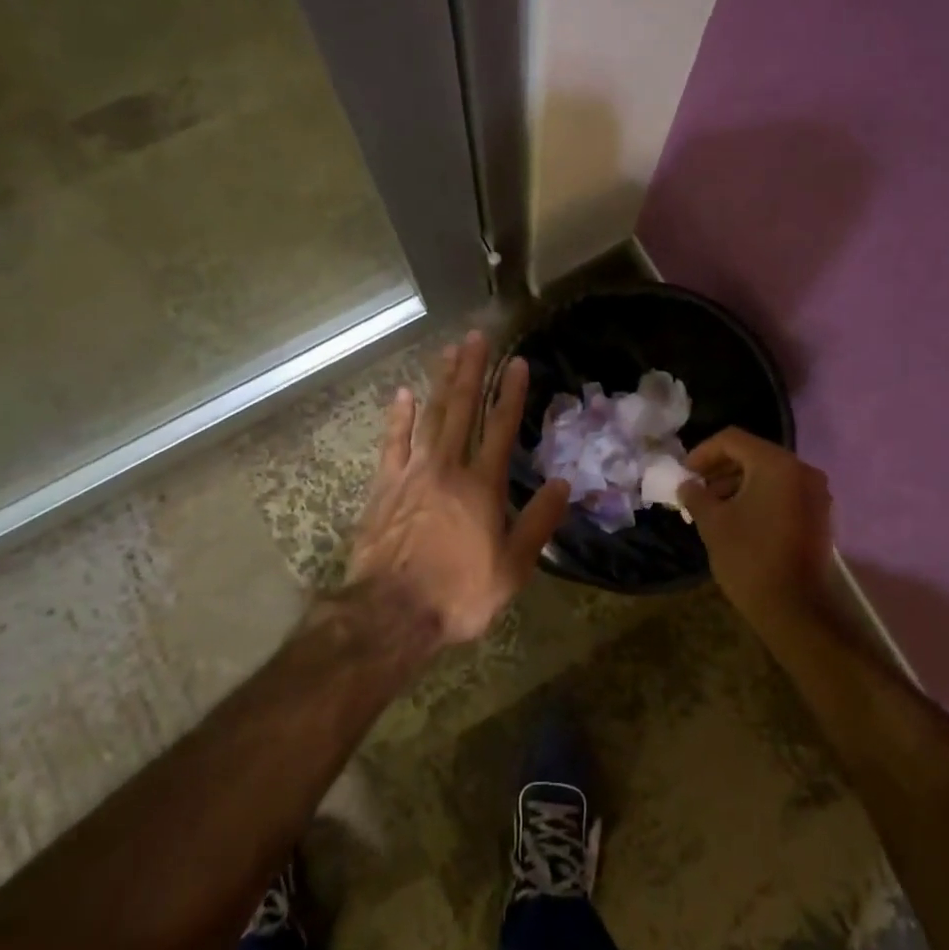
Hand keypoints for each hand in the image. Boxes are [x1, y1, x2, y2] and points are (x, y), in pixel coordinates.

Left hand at [347, 331, 570, 646]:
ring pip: (430, 417)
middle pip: (463, 409)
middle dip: (472, 370)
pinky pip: (392, 442)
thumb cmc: (459, 593)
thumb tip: (563, 484)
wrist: (391, 613)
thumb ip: (538, 523)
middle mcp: (449, 468)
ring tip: (449, 351)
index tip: (518, 363)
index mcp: (483, 486)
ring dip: (441, 382)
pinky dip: (398, 417)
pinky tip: (403, 393)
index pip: (502, 428)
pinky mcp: (384, 486)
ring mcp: (413, 473)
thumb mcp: (513, 568)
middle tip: (477, 336)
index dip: (512, 393)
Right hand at [680, 429, 834, 618]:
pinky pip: (783, 492)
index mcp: (776, 464)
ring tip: (712, 506)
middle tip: (695, 488)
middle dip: (720, 468)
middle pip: (753, 454)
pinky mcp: (819, 515)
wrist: (795, 609)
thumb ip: (695, 495)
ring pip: (769, 474)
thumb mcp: (712, 523)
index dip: (703, 452)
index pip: (732, 440)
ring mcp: (815, 493)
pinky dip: (758, 496)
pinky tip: (737, 517)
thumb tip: (687, 484)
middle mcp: (802, 470)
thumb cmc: (749, 558)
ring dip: (738, 483)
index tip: (684, 473)